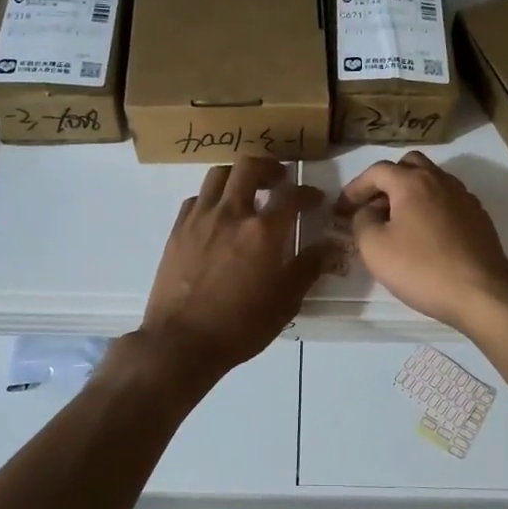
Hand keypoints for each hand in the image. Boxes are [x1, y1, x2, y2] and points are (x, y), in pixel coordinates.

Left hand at [136, 158, 326, 379]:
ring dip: (238, 176)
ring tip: (247, 191)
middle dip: (269, 167)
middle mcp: (231, 214)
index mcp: (263, 231)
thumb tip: (330, 247)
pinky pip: (197, 198)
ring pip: (218, 174)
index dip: (307, 192)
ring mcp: (200, 218)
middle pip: (249, 167)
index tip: (314, 199)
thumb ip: (308, 268)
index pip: (291, 195)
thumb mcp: (285, 302)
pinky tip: (218, 216)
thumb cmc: (240, 326)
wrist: (181, 342)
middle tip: (279, 180)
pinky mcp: (177, 229)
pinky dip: (212, 198)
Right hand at [334, 152, 507, 332]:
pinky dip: (430, 208)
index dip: (355, 187)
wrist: (481, 292)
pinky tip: (425, 235)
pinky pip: (447, 201)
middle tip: (372, 207)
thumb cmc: (421, 268)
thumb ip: (362, 221)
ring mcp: (464, 197)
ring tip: (397, 222)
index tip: (342, 209)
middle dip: (386, 181)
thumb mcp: (374, 247)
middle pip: (409, 166)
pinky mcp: (479, 217)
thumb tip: (367, 212)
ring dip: (410, 194)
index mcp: (412, 182)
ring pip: (432, 181)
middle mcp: (440, 180)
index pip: (377, 171)